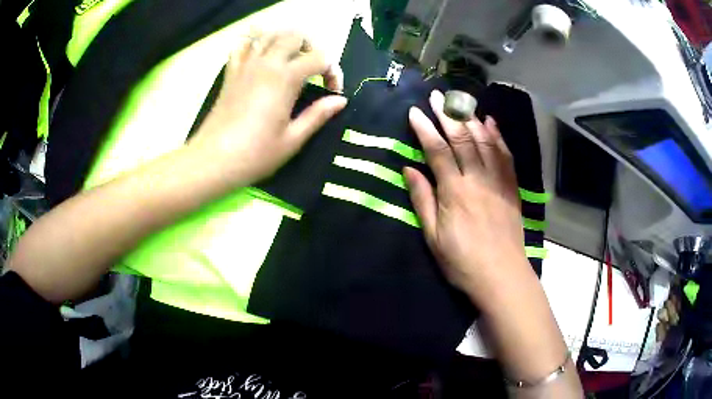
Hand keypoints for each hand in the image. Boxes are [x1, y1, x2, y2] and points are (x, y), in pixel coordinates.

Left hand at [190, 31, 346, 185]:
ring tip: (291, 59)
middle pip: (295, 36)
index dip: (333, 71)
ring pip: (269, 35)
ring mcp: (245, 66)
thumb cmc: (255, 154)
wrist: (213, 160)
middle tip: (313, 70)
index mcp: (286, 79)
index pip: (320, 58)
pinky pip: (242, 46)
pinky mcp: (231, 74)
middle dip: (311, 48)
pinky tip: (261, 56)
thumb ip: (318, 115)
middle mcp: (266, 64)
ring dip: (285, 40)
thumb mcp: (293, 139)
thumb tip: (340, 100)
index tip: (332, 92)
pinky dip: (254, 44)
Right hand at [405, 90, 530, 307]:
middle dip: (447, 115)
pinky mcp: (511, 187)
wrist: (501, 276)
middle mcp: (478, 179)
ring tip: (460, 102)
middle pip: (462, 139)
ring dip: (471, 119)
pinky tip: (490, 122)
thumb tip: (409, 169)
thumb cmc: (462, 261)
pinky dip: (497, 136)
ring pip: (485, 142)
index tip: (415, 112)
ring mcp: (498, 181)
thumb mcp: (433, 237)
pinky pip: (505, 155)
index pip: (438, 151)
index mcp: (455, 192)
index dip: (425, 129)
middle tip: (437, 96)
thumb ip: (422, 200)